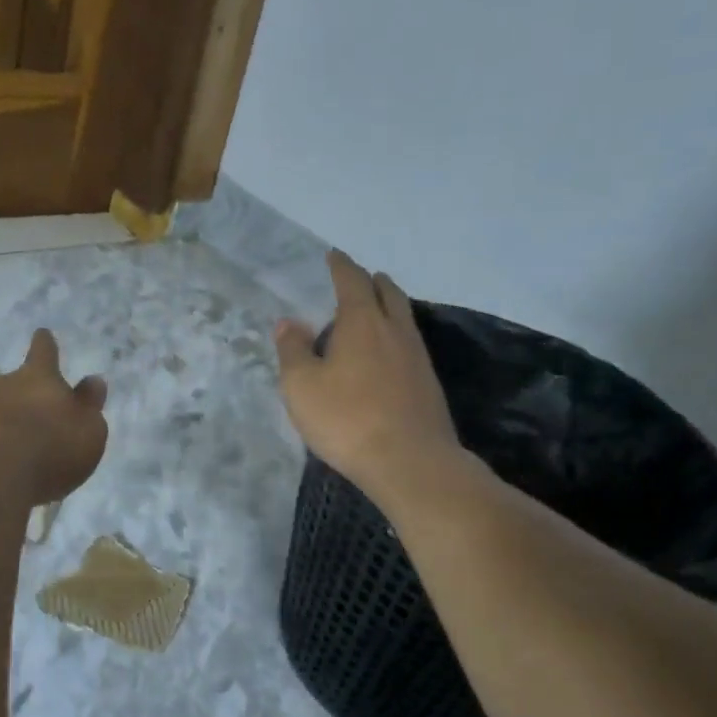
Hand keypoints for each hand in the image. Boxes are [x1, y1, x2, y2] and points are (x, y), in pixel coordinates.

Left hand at [0, 329, 108, 504]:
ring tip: (24, 450)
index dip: (46, 345)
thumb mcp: (89, 430)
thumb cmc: (51, 447)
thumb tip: (93, 381)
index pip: (44, 352)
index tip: (42, 334)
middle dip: (28, 396)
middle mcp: (5, 385)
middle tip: (41, 417)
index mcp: (40, 377)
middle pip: (18, 383)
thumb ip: (90, 405)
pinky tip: (4, 468)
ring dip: (10, 423)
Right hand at [276, 251, 460, 506]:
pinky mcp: (428, 383)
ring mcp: (417, 356)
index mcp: (362, 322)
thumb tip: (289, 322)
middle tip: (359, 278)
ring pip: (403, 317)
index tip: (333, 255)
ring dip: (389, 306)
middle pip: (388, 293)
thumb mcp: (302, 386)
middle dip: (372, 281)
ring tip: (375, 310)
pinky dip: (396, 335)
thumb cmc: (347, 418)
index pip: (352, 281)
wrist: (410, 461)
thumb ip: (292, 350)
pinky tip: (388, 353)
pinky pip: (410, 343)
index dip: (341, 266)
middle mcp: (394, 330)